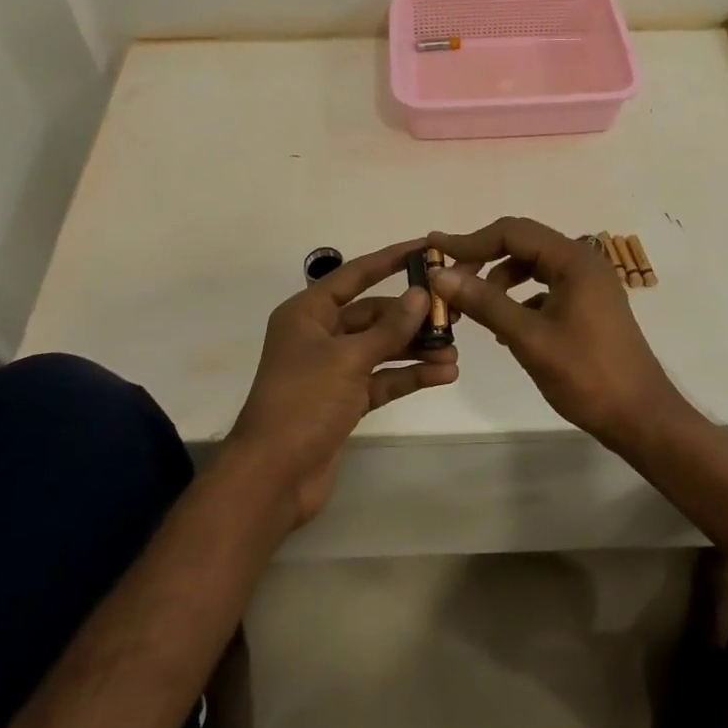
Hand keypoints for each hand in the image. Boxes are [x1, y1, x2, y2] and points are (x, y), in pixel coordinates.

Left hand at [226, 241, 459, 527]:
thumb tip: (421, 294)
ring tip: (454, 350)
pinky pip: (381, 379)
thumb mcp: (348, 359)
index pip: (355, 275)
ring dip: (415, 348)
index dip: (390, 260)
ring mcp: (332, 369)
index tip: (425, 249)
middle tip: (453, 312)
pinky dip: (408, 376)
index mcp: (307, 313)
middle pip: (372, 314)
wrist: (273, 477)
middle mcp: (319, 335)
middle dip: (411, 316)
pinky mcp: (344, 401)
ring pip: (381, 348)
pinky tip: (442, 374)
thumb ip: (389, 328)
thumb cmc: (304, 402)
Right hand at [428, 217, 690, 450]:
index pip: (512, 232)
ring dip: (500, 280)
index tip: (435, 249)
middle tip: (448, 278)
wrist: (641, 418)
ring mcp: (588, 283)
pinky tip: (503, 327)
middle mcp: (582, 262)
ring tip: (473, 307)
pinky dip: (519, 298)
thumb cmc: (587, 375)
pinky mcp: (588, 305)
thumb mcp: (528, 338)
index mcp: (573, 260)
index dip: (470, 240)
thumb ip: (485, 302)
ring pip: (533, 266)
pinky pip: (545, 288)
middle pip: (522, 244)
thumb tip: (440, 275)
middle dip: (483, 258)